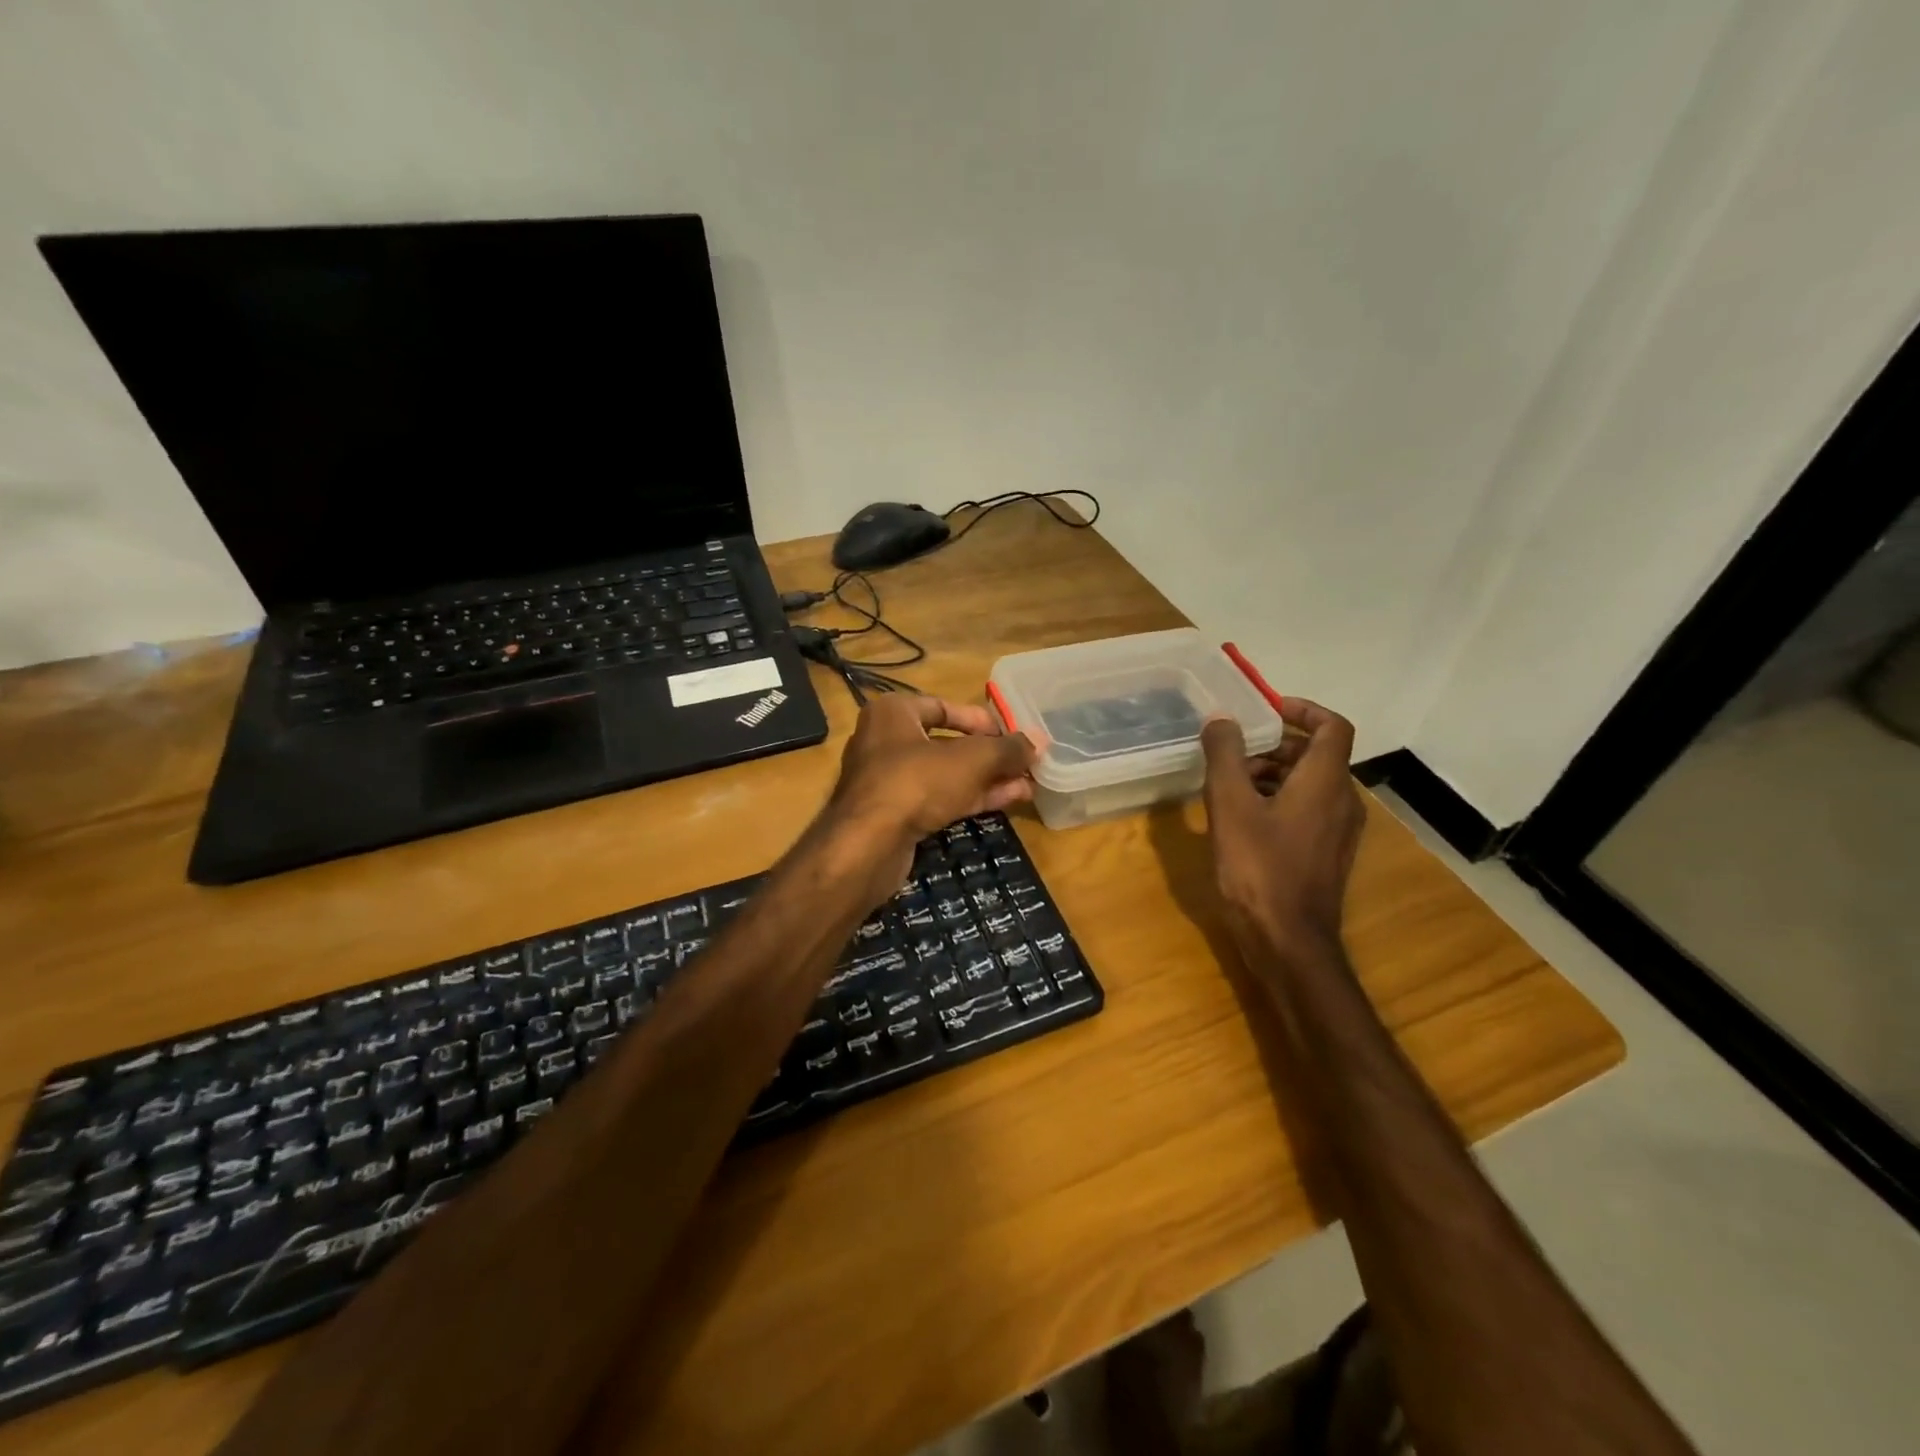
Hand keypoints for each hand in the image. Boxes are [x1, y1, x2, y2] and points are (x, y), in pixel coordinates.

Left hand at [821, 694, 1035, 901]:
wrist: (867, 846)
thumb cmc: (916, 783)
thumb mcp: (970, 760)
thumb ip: (1007, 749)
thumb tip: (1038, 741)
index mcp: (893, 713)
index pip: (943, 706)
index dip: (981, 720)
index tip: (1011, 735)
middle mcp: (885, 741)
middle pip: (948, 743)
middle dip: (990, 755)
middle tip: (1025, 764)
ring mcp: (887, 781)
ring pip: (946, 774)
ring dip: (987, 779)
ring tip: (1027, 785)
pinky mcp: (894, 815)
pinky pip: (938, 799)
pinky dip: (970, 798)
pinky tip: (1007, 801)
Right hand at [1200, 698, 1363, 956]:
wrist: (1288, 941)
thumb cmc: (1259, 867)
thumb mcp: (1230, 805)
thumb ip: (1224, 755)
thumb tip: (1221, 719)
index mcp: (1325, 781)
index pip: (1333, 726)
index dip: (1304, 709)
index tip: (1267, 708)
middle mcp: (1342, 801)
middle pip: (1317, 754)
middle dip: (1275, 745)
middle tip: (1234, 751)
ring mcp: (1338, 831)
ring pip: (1310, 784)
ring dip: (1273, 773)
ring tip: (1229, 785)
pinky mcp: (1326, 854)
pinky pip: (1307, 810)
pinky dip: (1279, 800)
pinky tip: (1242, 819)